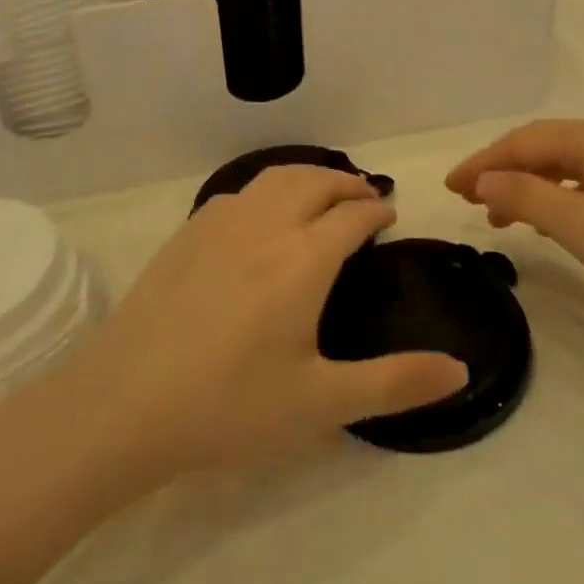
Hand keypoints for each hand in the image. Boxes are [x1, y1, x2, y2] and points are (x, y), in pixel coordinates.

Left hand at [54, 167, 467, 482]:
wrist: (122, 406)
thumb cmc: (229, 406)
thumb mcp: (321, 403)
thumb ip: (395, 383)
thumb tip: (461, 369)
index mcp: (304, 259)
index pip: (352, 215)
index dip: (376, 209)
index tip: (389, 214)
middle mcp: (266, 226)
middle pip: (315, 182)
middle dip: (346, 183)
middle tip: (364, 197)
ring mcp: (219, 225)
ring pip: (274, 178)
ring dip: (307, 177)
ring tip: (320, 194)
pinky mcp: (185, 235)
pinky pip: (239, 193)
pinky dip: (266, 190)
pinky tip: (260, 216)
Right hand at [446, 118, 583, 342]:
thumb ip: (529, 196)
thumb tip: (484, 177)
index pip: (525, 141)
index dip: (483, 162)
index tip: (449, 188)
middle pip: (546, 147)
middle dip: (503, 171)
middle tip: (469, 202)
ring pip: (568, 166)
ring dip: (530, 185)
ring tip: (500, 216)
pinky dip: (560, 196)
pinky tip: (552, 220)